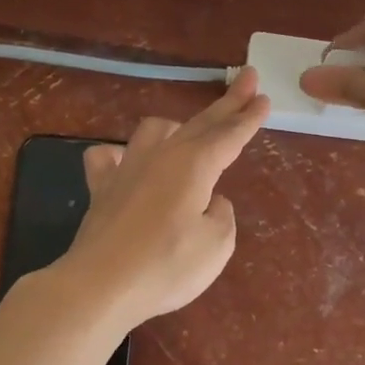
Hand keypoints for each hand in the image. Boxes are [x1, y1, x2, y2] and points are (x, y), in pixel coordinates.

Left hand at [52, 67, 268, 330]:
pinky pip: (109, 157)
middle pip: (200, 123)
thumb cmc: (167, 266)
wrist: (100, 286)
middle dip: (227, 103)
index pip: (229, 135)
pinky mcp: (101, 189)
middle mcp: (162, 156)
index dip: (249, 118)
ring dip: (177, 126)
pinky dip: (122, 155)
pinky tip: (126, 162)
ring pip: (154, 130)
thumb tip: (210, 201)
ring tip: (188, 133)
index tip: (264, 97)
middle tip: (247, 79)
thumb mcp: (217, 245)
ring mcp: (127, 169)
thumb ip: (221, 215)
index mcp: (195, 165)